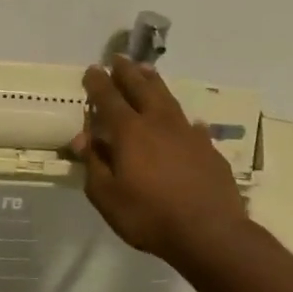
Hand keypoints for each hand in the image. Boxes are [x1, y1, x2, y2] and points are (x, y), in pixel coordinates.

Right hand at [70, 56, 248, 262]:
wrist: (210, 232)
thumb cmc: (149, 216)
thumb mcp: (107, 196)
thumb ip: (94, 164)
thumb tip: (82, 138)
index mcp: (130, 132)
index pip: (109, 99)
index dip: (98, 83)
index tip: (92, 69)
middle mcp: (159, 124)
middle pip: (142, 89)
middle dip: (128, 73)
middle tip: (119, 59)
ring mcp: (188, 134)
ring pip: (168, 99)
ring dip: (155, 83)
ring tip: (148, 72)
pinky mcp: (209, 149)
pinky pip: (193, 126)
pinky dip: (184, 120)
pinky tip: (189, 122)